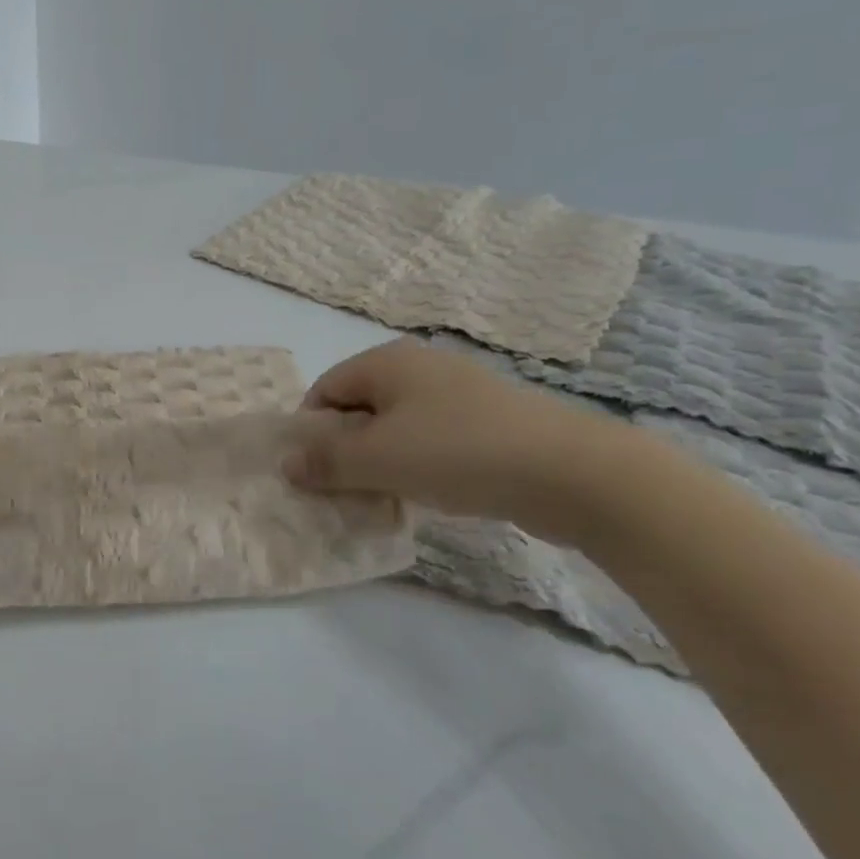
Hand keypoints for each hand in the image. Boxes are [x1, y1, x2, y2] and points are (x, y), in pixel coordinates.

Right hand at [285, 339, 633, 543]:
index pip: (325, 389)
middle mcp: (420, 367)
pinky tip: (431, 494)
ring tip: (388, 497)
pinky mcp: (491, 421)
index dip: (312, 431)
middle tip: (348, 489)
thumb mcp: (378, 459)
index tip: (316, 473)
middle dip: (347, 449)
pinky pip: (435, 439)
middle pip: (360, 407)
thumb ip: (325, 461)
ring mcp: (459, 392)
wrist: (574, 472)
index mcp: (387, 361)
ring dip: (383, 461)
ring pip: (398, 426)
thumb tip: (286, 463)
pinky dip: (421, 465)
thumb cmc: (458, 453)